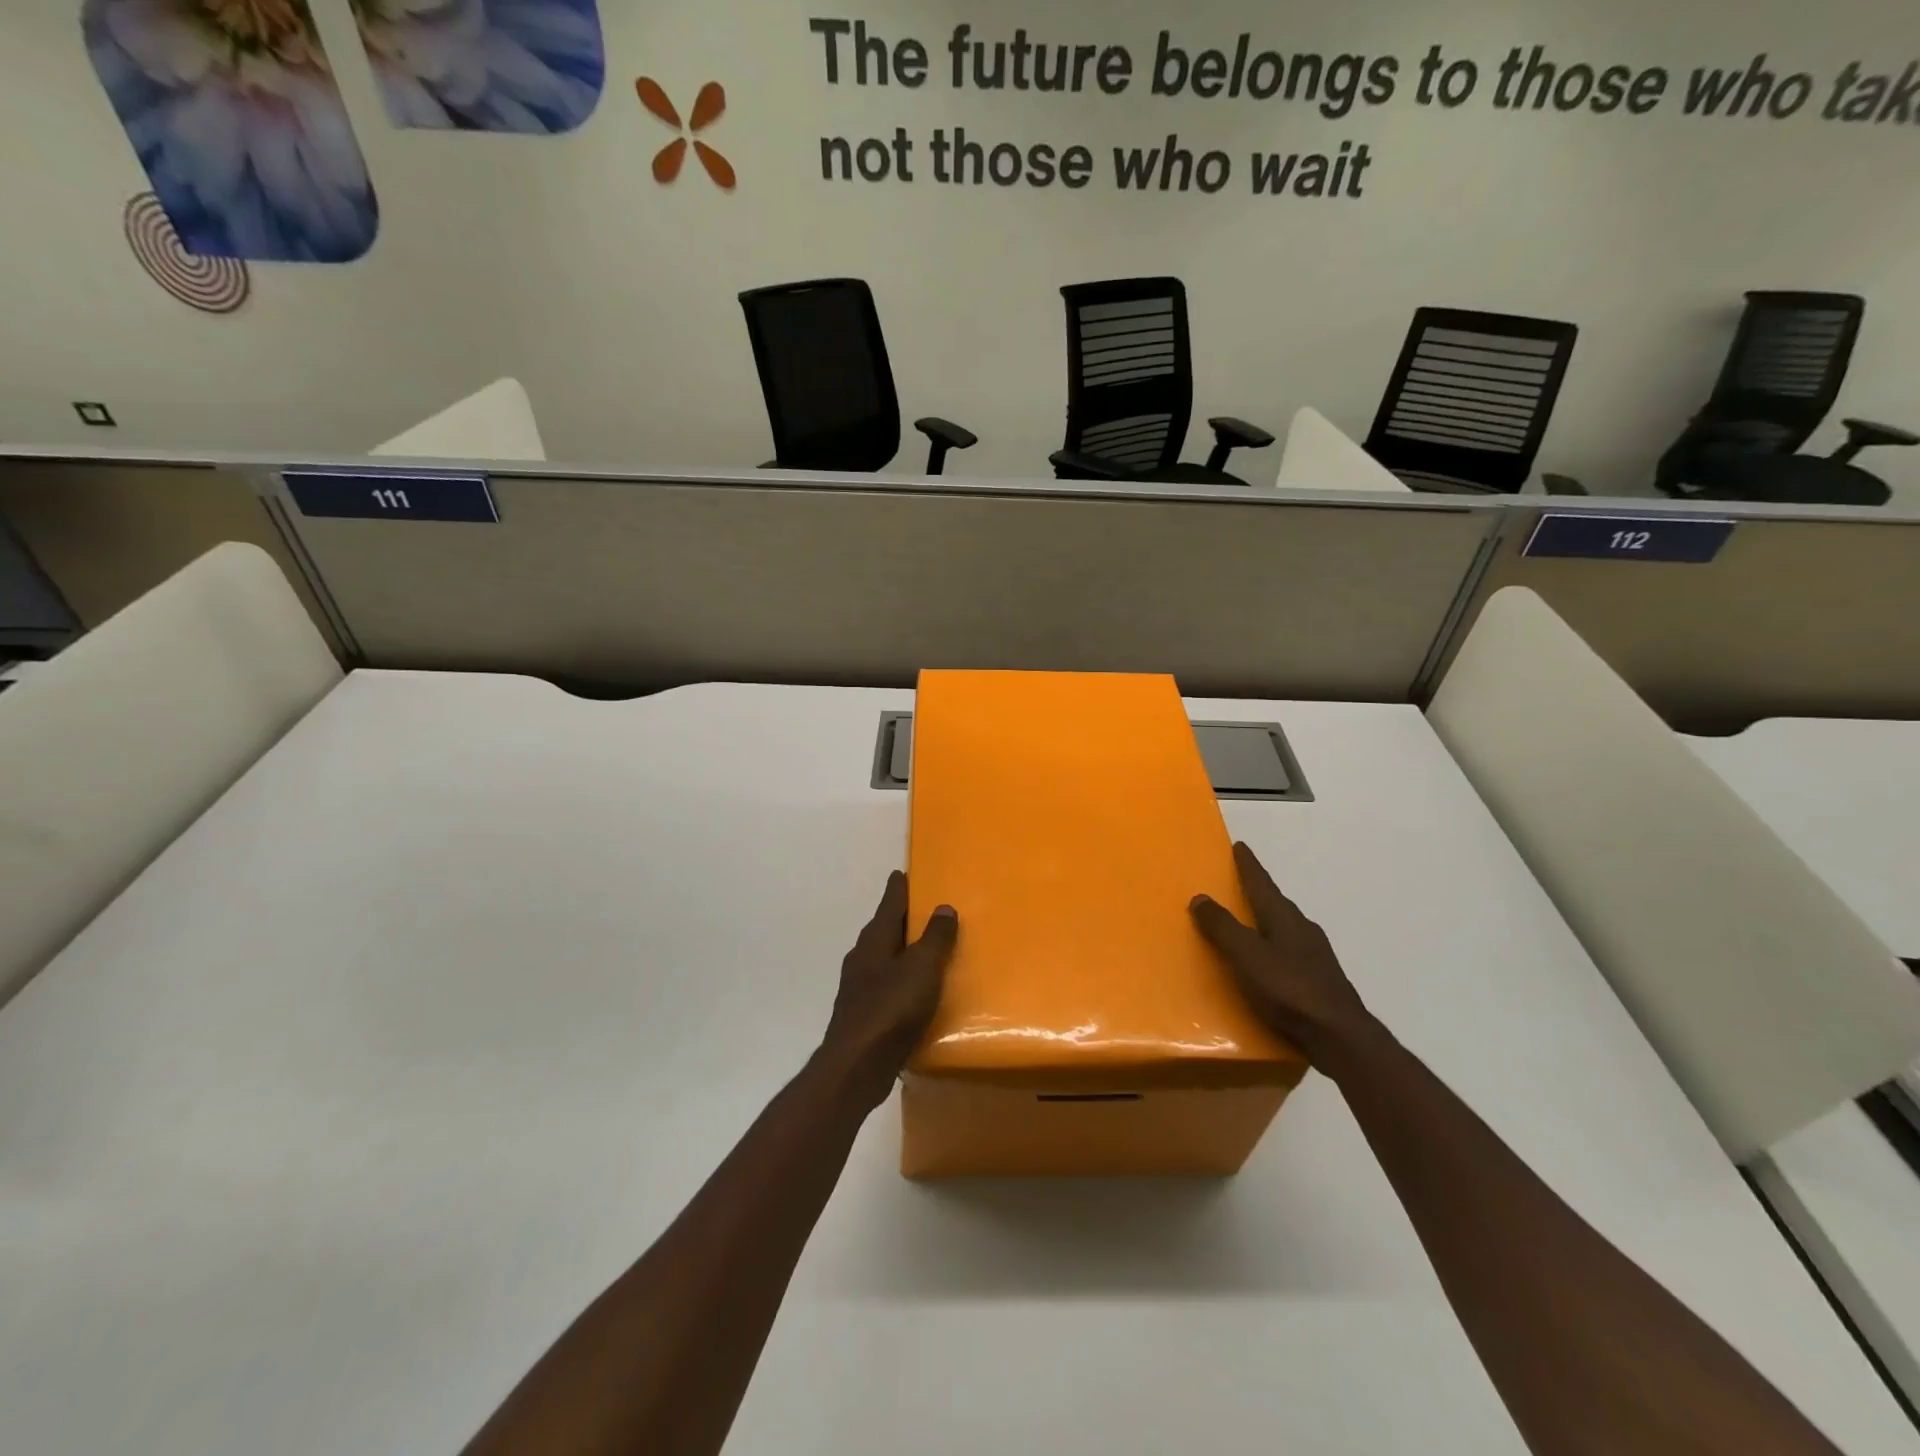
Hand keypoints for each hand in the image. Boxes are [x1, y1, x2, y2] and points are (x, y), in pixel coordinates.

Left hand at [821, 871, 958, 1107]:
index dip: (899, 888)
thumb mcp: (922, 968)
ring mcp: (859, 987)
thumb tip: (943, 906)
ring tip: (927, 950)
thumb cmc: (891, 1009)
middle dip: (902, 919)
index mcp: (875, 940)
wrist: (856, 1066)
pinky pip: (887, 986)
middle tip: (926, 909)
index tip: (903, 873)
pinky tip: (916, 992)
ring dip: (903, 951)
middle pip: (884, 929)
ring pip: (884, 958)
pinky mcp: (864, 1014)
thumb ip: (935, 937)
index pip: (889, 903)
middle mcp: (862, 958)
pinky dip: (902, 980)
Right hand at [1190, 842, 1382, 1075]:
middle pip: (1276, 904)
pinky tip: (1268, 964)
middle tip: (1239, 884)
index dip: (1249, 866)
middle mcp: (1303, 930)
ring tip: (1248, 924)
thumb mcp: (1247, 956)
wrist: (1340, 1038)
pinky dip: (1274, 948)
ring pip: (1285, 929)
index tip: (1240, 846)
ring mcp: (1315, 956)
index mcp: (1284, 918)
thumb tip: (1200, 897)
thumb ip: (1223, 928)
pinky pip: (1290, 953)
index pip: (1262, 884)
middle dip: (1258, 892)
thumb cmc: (1289, 990)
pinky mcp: (1320, 981)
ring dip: (1266, 921)